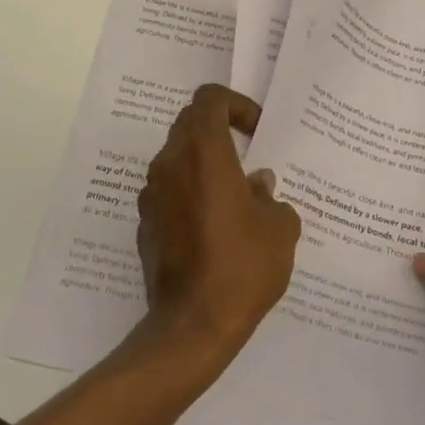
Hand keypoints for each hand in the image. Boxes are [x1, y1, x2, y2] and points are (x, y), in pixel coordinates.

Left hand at [138, 84, 301, 358]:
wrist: (191, 327)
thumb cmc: (242, 267)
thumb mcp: (280, 229)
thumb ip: (272, 197)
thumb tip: (258, 186)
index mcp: (204, 152)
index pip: (210, 98)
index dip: (237, 104)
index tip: (256, 132)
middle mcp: (170, 163)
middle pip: (190, 122)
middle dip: (220, 130)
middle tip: (248, 156)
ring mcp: (152, 194)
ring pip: (177, 157)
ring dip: (204, 163)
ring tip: (235, 195)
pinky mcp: (145, 224)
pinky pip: (169, 191)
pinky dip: (189, 193)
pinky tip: (213, 227)